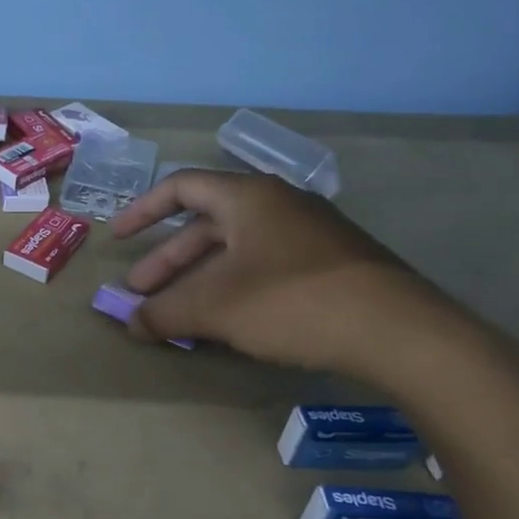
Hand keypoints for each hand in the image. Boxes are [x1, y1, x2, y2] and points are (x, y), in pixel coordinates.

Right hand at [109, 170, 462, 377]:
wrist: (399, 331)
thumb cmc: (292, 301)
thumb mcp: (215, 308)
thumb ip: (164, 313)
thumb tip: (131, 323)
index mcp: (248, 197)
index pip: (181, 187)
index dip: (142, 210)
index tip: (118, 238)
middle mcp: (278, 204)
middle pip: (206, 224)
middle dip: (167, 259)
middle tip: (141, 292)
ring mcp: (310, 233)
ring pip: (236, 248)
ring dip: (199, 277)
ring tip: (178, 312)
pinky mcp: (332, 263)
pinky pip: (265, 264)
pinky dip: (234, 286)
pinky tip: (228, 319)